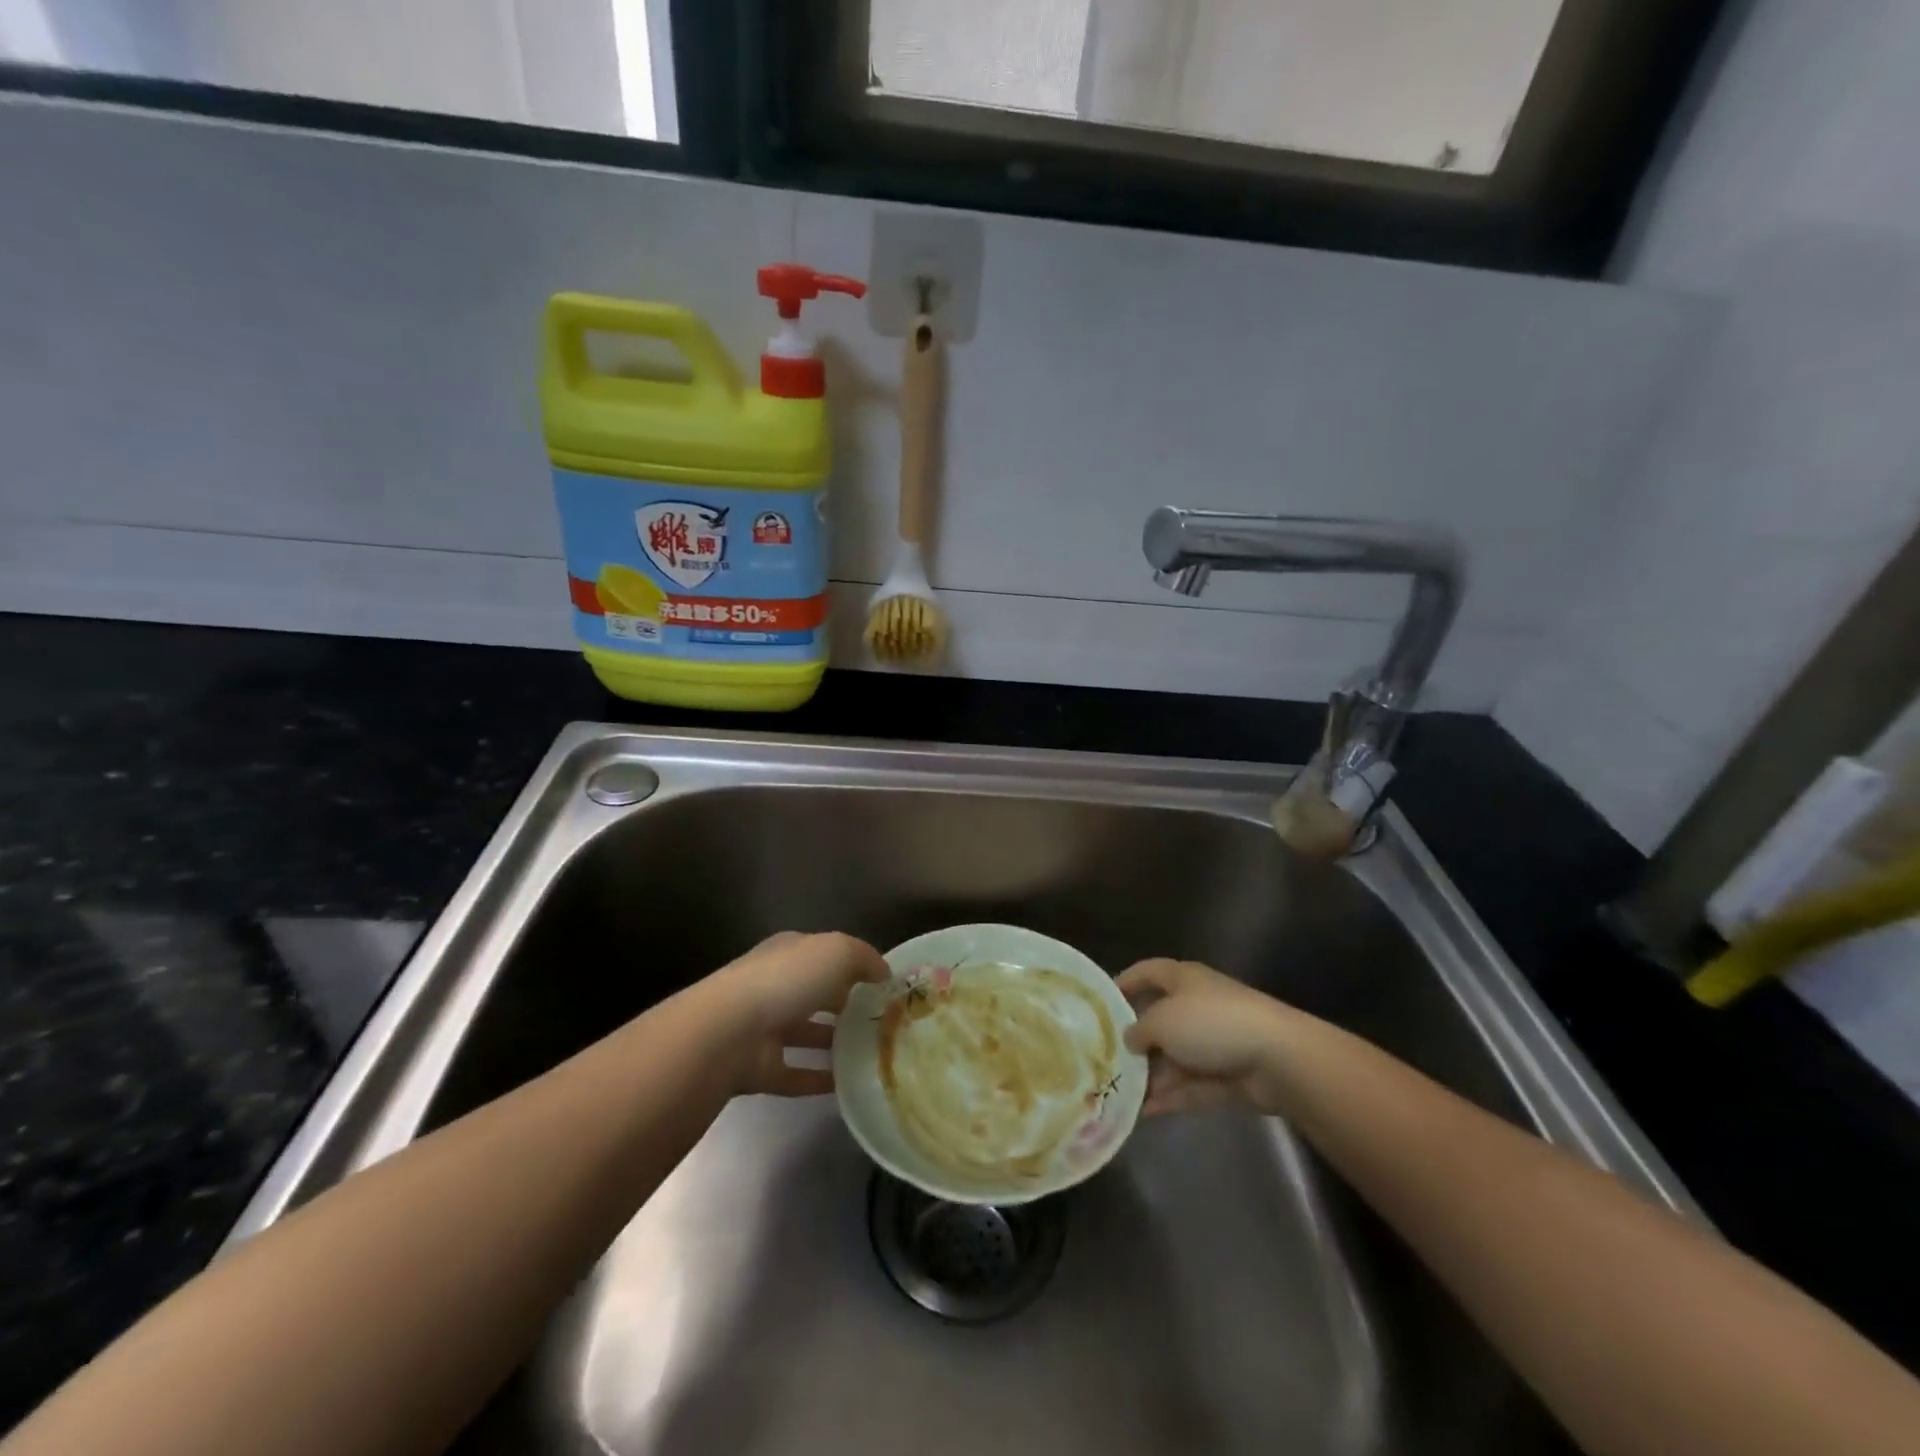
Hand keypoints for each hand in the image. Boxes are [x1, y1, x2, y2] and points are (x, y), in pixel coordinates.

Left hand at [695, 931, 889, 1097]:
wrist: (728, 1033)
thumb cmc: (786, 981)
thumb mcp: (837, 952)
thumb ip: (864, 958)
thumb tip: (884, 973)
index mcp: (789, 952)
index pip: (823, 953)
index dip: (852, 965)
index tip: (883, 984)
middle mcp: (774, 985)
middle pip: (814, 992)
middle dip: (844, 1003)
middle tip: (882, 1020)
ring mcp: (763, 1028)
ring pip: (805, 1033)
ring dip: (832, 1042)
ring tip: (871, 1053)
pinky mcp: (758, 1068)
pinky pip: (795, 1073)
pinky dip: (817, 1079)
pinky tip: (846, 1085)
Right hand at [1118, 958, 1299, 1116]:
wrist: (1277, 1058)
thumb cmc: (1210, 1023)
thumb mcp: (1162, 1021)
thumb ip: (1139, 1030)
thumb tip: (1130, 1039)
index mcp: (1183, 980)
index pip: (1148, 972)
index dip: (1126, 982)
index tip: (1102, 1001)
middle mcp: (1198, 1006)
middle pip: (1160, 1019)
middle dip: (1135, 1040)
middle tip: (1106, 1058)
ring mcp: (1215, 1042)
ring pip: (1175, 1057)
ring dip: (1151, 1075)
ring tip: (1120, 1093)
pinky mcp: (1228, 1076)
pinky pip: (1192, 1085)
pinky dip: (1171, 1096)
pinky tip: (1144, 1112)